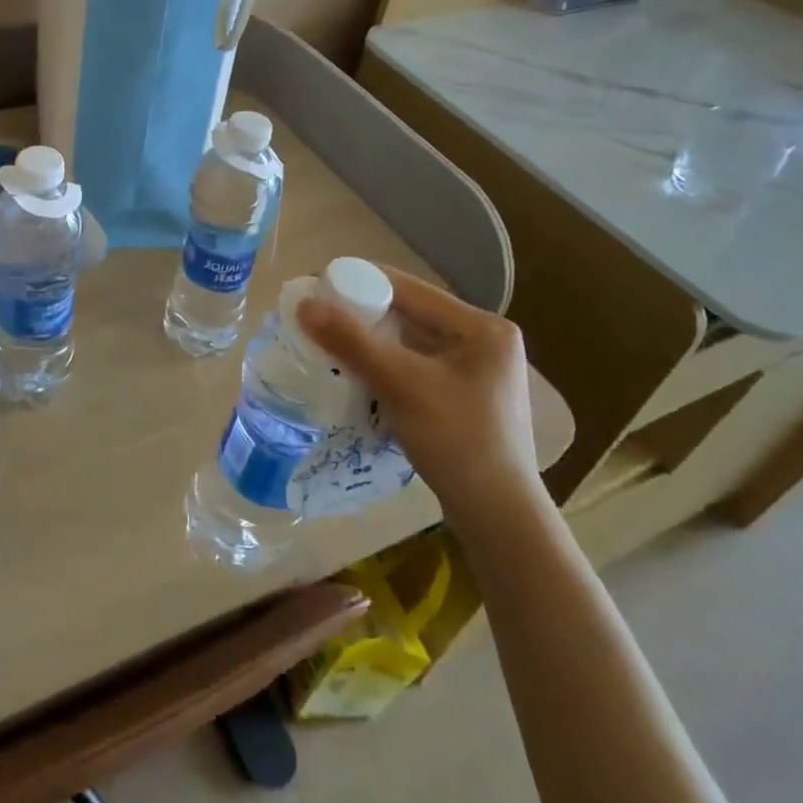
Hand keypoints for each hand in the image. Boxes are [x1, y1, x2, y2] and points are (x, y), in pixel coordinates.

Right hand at [297, 269, 543, 531]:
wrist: (499, 520)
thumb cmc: (458, 443)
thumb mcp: (401, 386)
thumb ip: (352, 342)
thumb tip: (303, 304)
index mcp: (482, 327)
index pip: (409, 289)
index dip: (359, 282)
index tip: (315, 288)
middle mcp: (483, 340)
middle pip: (408, 313)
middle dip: (361, 314)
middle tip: (317, 318)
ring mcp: (475, 370)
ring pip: (408, 340)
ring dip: (369, 341)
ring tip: (328, 343)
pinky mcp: (463, 396)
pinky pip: (414, 365)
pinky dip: (384, 365)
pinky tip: (356, 373)